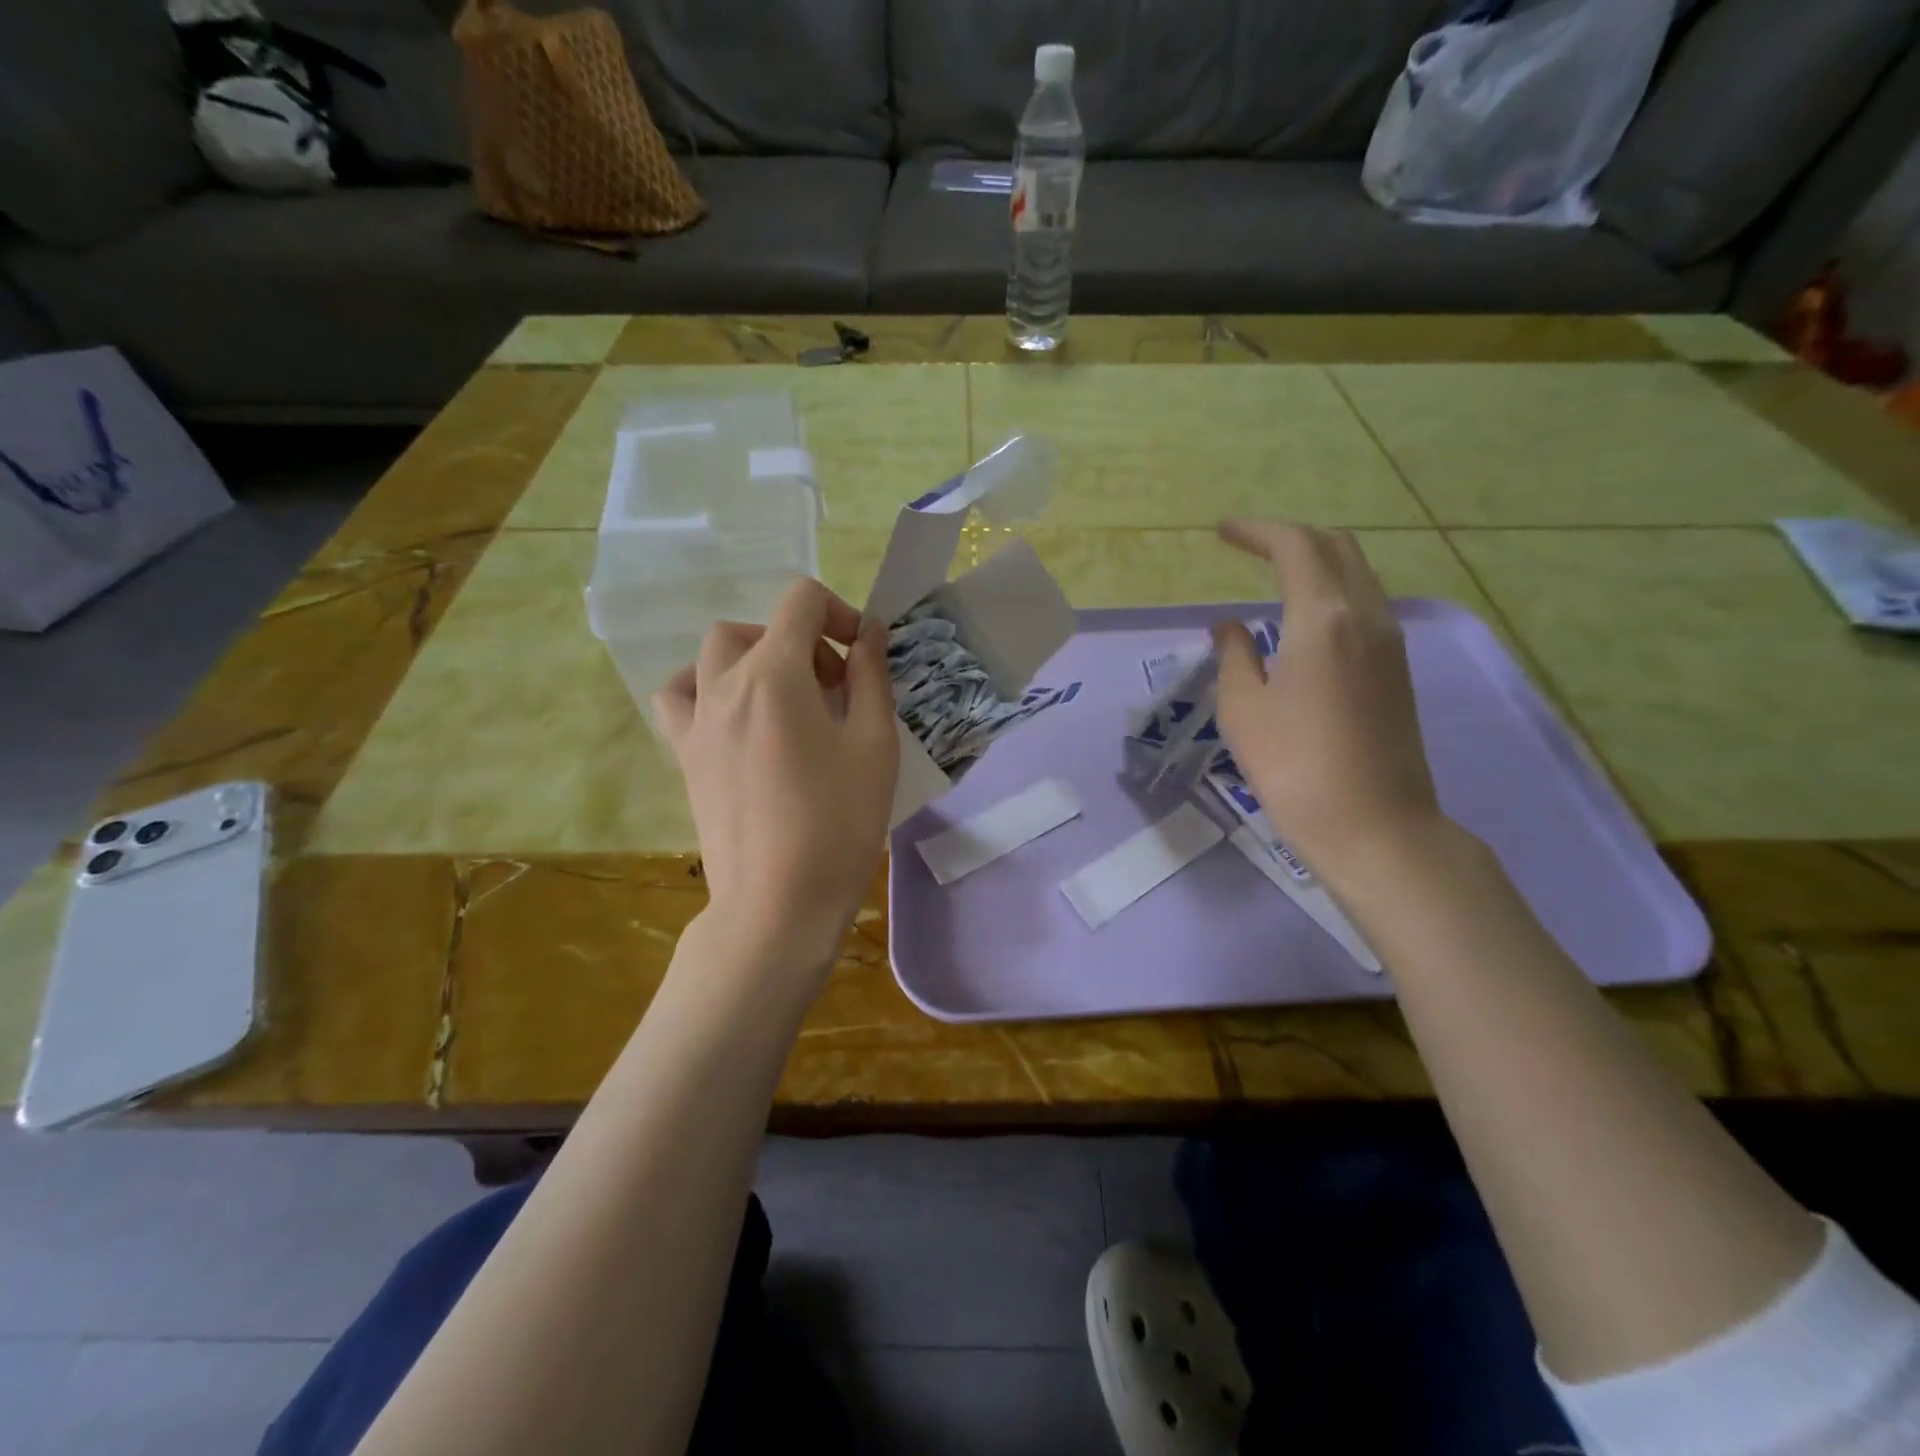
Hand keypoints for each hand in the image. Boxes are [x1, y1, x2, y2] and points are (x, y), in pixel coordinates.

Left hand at [653, 579, 899, 980]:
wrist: (779, 903)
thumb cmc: (839, 823)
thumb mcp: (875, 743)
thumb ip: (871, 676)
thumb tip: (869, 632)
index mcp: (775, 675)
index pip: (800, 601)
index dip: (839, 613)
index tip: (862, 655)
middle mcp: (724, 685)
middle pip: (757, 627)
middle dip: (802, 640)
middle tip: (835, 687)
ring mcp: (696, 721)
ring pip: (712, 655)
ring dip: (752, 656)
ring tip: (783, 695)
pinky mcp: (685, 756)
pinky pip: (679, 698)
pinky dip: (705, 688)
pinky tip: (734, 717)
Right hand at [1212, 519, 1445, 886]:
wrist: (1374, 826)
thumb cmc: (1293, 767)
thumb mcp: (1243, 710)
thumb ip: (1234, 656)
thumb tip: (1231, 626)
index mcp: (1323, 618)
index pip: (1295, 547)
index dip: (1257, 531)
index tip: (1222, 532)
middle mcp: (1366, 615)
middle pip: (1336, 547)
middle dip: (1291, 538)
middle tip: (1250, 548)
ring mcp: (1390, 642)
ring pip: (1358, 574)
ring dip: (1317, 562)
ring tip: (1275, 577)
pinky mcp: (1398, 669)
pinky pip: (1366, 605)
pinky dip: (1334, 591)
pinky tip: (1305, 619)